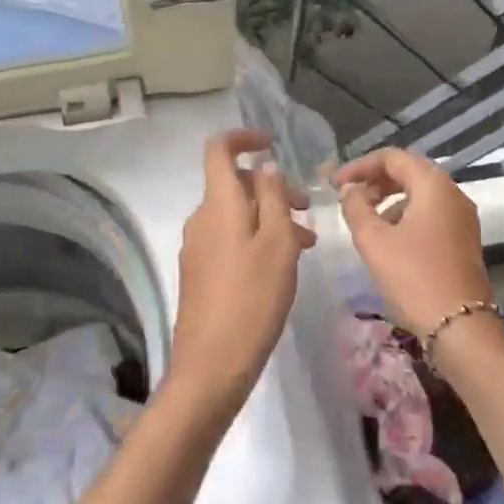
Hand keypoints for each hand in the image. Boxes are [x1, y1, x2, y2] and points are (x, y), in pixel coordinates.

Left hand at [169, 129, 315, 414]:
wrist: (212, 364)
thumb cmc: (252, 298)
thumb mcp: (278, 243)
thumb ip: (273, 198)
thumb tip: (265, 167)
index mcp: (217, 204)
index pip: (219, 150)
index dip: (243, 139)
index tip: (272, 144)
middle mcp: (200, 218)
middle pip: (233, 184)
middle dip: (271, 188)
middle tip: (306, 211)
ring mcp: (196, 246)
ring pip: (235, 215)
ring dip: (269, 218)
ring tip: (304, 245)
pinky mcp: (199, 272)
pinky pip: (229, 239)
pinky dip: (255, 239)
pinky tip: (280, 266)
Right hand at [334, 148, 492, 335]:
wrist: (460, 326)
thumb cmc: (413, 276)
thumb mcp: (373, 240)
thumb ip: (356, 207)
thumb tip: (352, 190)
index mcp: (433, 185)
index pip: (393, 158)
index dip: (360, 166)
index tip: (335, 184)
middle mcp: (453, 194)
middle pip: (409, 172)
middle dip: (375, 181)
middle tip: (348, 198)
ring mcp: (462, 217)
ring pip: (420, 194)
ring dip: (390, 199)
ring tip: (364, 220)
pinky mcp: (463, 239)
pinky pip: (430, 213)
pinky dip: (406, 215)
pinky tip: (388, 239)